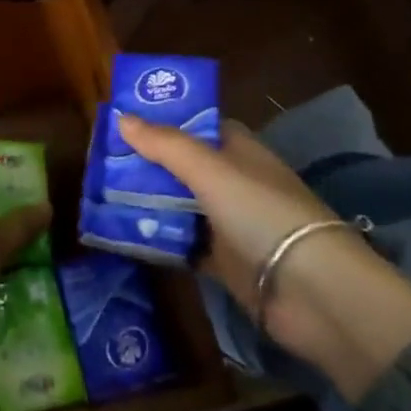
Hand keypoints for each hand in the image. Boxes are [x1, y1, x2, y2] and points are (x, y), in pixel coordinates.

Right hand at [118, 112, 410, 400]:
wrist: (313, 293)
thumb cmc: (263, 214)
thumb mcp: (210, 170)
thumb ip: (165, 145)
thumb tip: (120, 117)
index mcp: (238, 150)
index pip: (196, 124)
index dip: (161, 119)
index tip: (120, 118)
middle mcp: (232, 181)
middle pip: (180, 164)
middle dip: (143, 161)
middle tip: (98, 158)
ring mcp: (227, 222)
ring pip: (177, 203)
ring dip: (145, 199)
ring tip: (98, 192)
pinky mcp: (222, 260)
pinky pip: (180, 241)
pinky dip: (155, 237)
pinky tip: (120, 232)